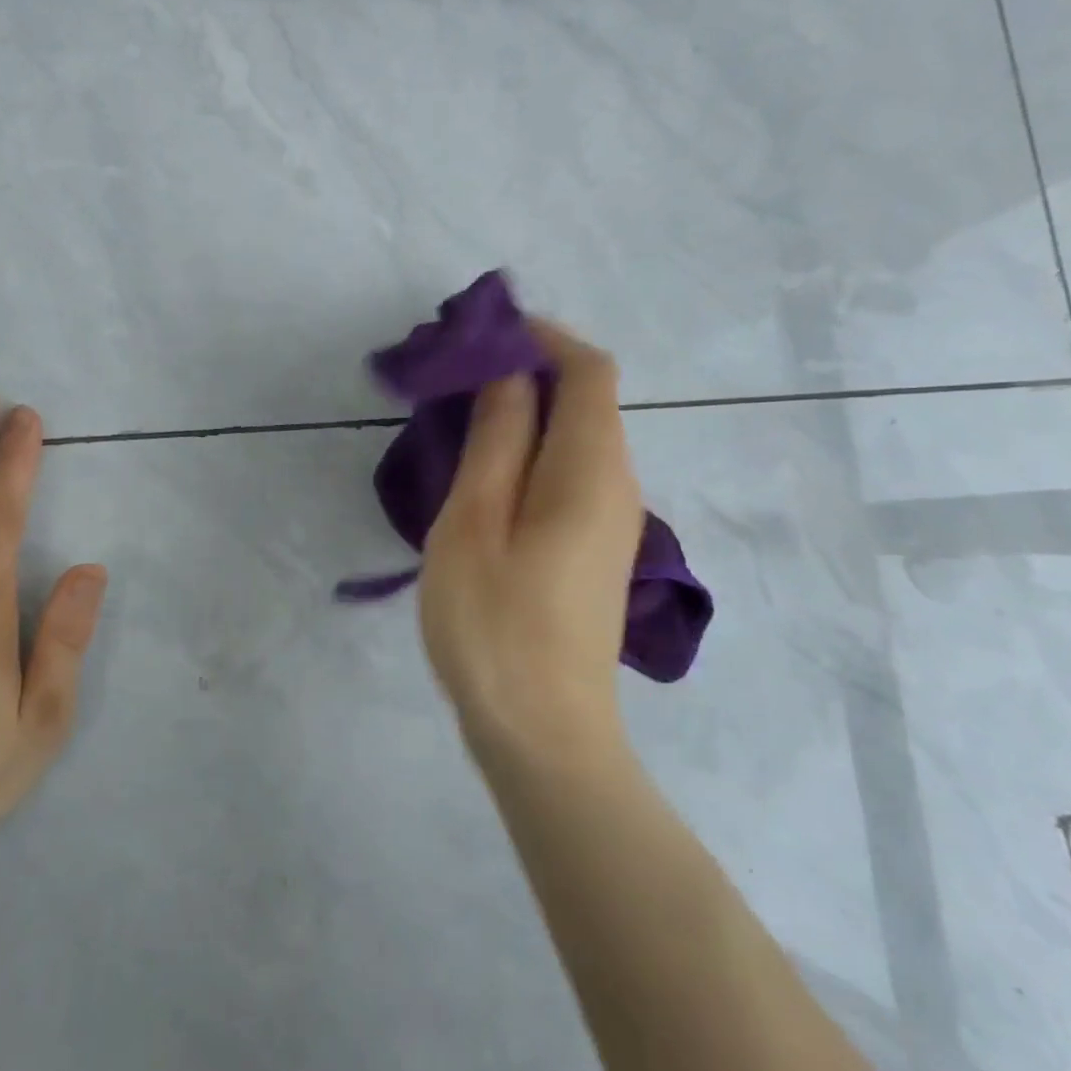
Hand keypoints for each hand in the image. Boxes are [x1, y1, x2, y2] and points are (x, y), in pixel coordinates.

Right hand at [418, 322, 645, 765]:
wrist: (543, 734)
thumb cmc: (496, 624)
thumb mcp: (476, 521)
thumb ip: (498, 438)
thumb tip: (510, 373)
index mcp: (593, 468)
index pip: (588, 369)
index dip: (541, 337)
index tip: (480, 335)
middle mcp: (617, 485)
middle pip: (586, 400)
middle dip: (525, 373)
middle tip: (452, 380)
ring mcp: (611, 523)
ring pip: (575, 439)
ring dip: (523, 415)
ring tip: (456, 424)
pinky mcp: (594, 551)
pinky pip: (568, 476)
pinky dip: (528, 454)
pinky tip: (481, 478)